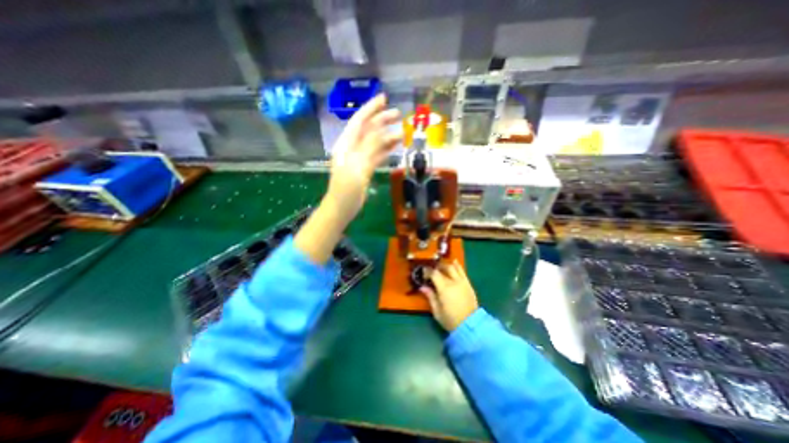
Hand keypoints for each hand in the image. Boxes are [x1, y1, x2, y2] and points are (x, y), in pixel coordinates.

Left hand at [325, 94, 401, 224]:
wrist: (343, 207)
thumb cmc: (346, 188)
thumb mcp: (357, 166)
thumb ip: (369, 148)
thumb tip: (382, 130)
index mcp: (346, 144)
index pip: (359, 121)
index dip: (370, 109)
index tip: (384, 98)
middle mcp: (352, 148)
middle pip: (368, 130)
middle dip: (382, 120)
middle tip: (398, 114)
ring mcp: (359, 158)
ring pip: (374, 142)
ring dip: (387, 136)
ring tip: (402, 131)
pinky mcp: (365, 168)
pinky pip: (377, 155)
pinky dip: (386, 150)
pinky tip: (395, 146)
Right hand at [422, 260, 476, 330]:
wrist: (470, 326)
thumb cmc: (451, 320)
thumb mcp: (437, 311)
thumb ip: (430, 297)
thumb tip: (422, 287)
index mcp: (444, 288)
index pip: (434, 274)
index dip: (427, 271)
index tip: (423, 272)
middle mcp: (453, 282)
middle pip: (444, 268)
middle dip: (436, 267)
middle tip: (431, 270)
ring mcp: (462, 282)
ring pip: (453, 268)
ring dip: (446, 265)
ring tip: (441, 267)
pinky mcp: (468, 284)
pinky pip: (462, 271)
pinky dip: (457, 266)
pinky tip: (454, 262)